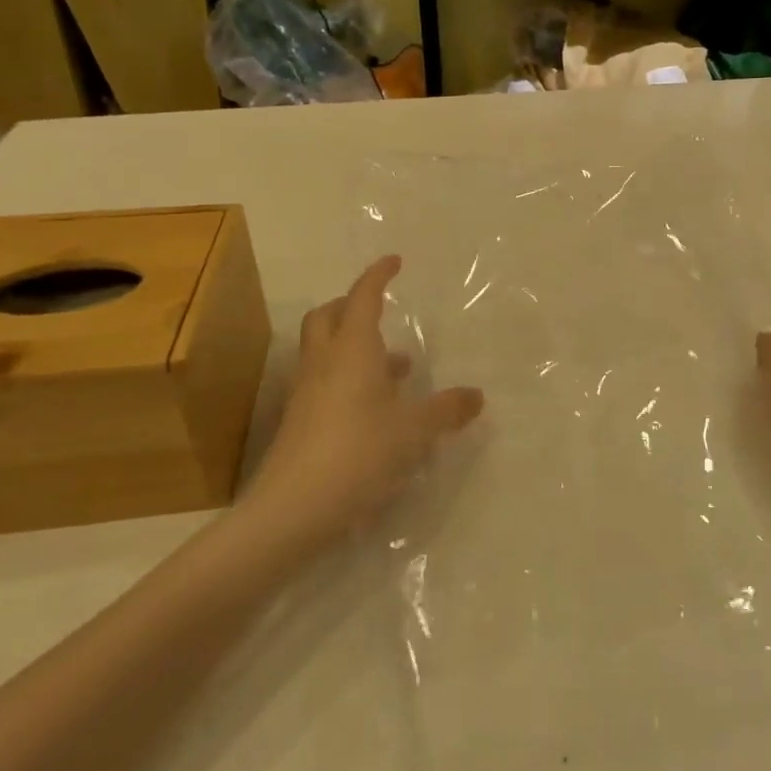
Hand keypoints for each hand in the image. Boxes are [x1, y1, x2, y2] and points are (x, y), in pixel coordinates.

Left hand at [244, 256, 482, 544]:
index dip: (378, 276)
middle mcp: (325, 362)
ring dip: (355, 346)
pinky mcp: (300, 422)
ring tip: (395, 366)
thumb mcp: (415, 430)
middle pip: (329, 316)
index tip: (394, 261)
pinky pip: (325, 383)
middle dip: (351, 305)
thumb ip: (447, 409)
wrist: (294, 508)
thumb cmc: (360, 452)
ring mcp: (307, 393)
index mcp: (353, 350)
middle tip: (380, 310)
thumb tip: (476, 396)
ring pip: (325, 351)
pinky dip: (349, 379)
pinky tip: (376, 409)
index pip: (364, 298)